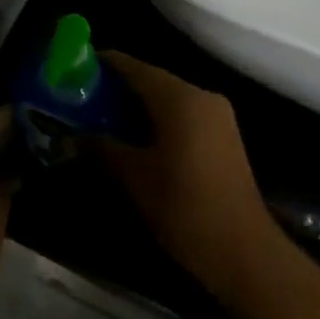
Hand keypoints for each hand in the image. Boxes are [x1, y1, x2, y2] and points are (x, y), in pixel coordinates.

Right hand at [95, 55, 288, 307]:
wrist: (245, 254)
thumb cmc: (185, 208)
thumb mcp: (134, 178)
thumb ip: (102, 147)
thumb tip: (75, 135)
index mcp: (180, 98)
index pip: (134, 67)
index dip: (103, 64)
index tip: (74, 69)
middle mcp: (201, 96)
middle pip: (152, 79)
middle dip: (117, 87)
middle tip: (82, 98)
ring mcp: (217, 116)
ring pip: (168, 98)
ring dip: (137, 105)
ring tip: (102, 118)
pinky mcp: (223, 136)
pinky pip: (182, 114)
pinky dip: (157, 118)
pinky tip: (135, 137)